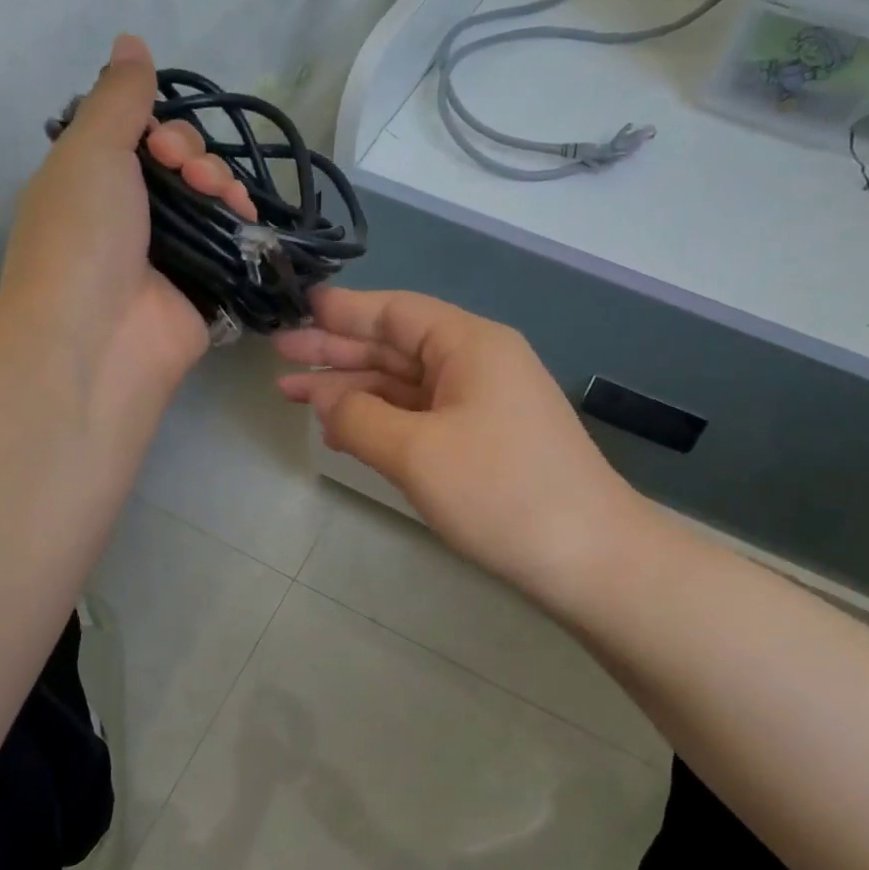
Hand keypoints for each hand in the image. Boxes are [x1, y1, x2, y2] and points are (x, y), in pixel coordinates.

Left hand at [0, 34, 254, 403]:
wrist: (97, 339)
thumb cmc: (82, 237)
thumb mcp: (90, 150)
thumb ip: (118, 97)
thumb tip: (132, 41)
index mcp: (92, 182)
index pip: (141, 137)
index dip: (164, 129)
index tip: (165, 144)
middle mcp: (129, 218)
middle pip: (182, 167)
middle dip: (199, 158)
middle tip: (193, 176)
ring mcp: (167, 258)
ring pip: (211, 204)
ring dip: (224, 189)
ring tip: (227, 203)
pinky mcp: (201, 292)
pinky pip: (230, 248)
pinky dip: (244, 231)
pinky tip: (250, 224)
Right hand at [276, 288, 649, 605]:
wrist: (589, 559)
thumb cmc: (501, 493)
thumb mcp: (416, 452)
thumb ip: (358, 418)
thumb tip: (324, 399)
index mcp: (469, 345)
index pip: (394, 312)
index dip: (342, 312)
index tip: (296, 310)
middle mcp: (477, 363)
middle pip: (395, 347)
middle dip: (336, 353)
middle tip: (279, 357)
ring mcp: (482, 404)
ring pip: (404, 385)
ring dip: (352, 391)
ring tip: (295, 397)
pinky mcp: (483, 441)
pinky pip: (420, 417)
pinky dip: (380, 421)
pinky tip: (343, 432)